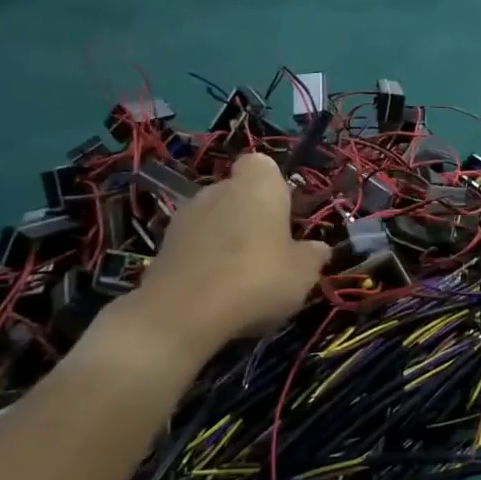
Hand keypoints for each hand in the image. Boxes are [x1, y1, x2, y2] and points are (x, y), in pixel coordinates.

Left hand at [117, 153, 328, 362]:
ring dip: (225, 238)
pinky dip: (203, 260)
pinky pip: (193, 245)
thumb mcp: (303, 273)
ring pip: (213, 219)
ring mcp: (185, 216)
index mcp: (258, 184)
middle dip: (250, 215)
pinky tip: (215, 291)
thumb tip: (318, 248)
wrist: (182, 314)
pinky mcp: (162, 246)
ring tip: (241, 276)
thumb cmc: (257, 278)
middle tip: (269, 250)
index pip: (261, 165)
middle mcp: (219, 189)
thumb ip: (312, 255)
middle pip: (237, 193)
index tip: (283, 213)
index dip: (272, 185)